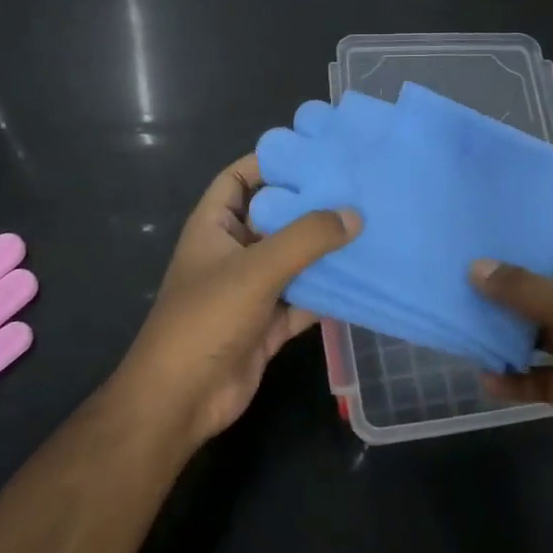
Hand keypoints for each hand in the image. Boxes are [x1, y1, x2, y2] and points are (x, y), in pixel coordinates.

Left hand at [116, 154, 359, 447]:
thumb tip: (354, 214)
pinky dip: (329, 290)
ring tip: (371, 224)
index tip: (315, 153)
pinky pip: (304, 297)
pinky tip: (364, 277)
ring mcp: (251, 289)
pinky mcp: (269, 323)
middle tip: (358, 187)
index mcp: (214, 226)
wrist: (181, 400)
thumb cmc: (207, 319)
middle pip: (275, 217)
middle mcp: (233, 251)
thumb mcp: (256, 269)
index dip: (270, 162)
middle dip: (310, 204)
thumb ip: (306, 238)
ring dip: (324, 249)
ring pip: (294, 259)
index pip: (239, 178)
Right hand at [473, 220, 552, 504]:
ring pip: (545, 328)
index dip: (538, 226)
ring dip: (510, 327)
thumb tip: (475, 267)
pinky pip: (546, 374)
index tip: (490, 220)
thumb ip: (524, 289)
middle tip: (461, 262)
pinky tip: (487, 376)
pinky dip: (520, 376)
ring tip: (463, 313)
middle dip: (511, 277)